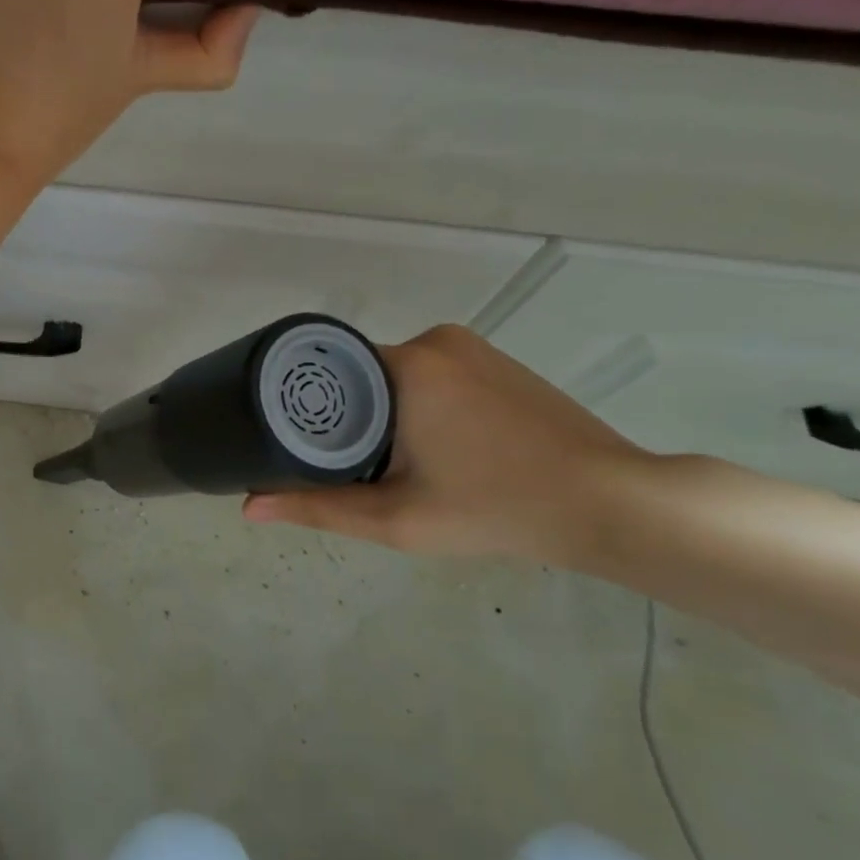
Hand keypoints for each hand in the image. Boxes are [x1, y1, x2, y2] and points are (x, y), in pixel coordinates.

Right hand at [243, 325, 653, 562]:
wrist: (611, 504)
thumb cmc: (496, 508)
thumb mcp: (396, 518)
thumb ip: (318, 508)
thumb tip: (247, 508)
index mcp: (406, 365)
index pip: (328, 370)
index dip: (306, 406)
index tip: (294, 441)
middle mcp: (436, 340)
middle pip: (359, 372)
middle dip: (346, 414)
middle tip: (342, 464)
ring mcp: (472, 347)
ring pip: (394, 374)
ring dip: (381, 409)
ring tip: (384, 461)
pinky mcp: (496, 361)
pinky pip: (431, 374)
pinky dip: (416, 403)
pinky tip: (432, 446)